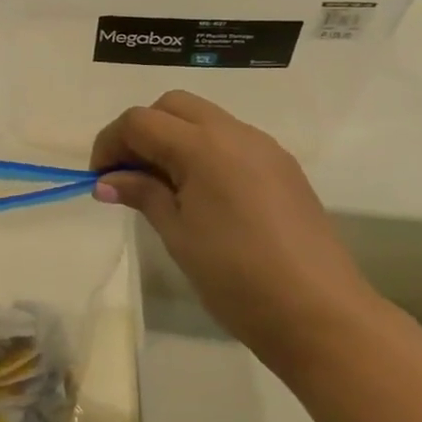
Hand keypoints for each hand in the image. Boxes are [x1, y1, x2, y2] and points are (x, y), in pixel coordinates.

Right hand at [90, 91, 374, 364]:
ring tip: (163, 186)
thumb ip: (143, 194)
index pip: (140, 121)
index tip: (100, 178)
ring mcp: (264, 148)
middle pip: (173, 106)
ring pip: (204, 118)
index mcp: (203, 147)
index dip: (110, 142)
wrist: (321, 315)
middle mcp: (235, 133)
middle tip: (129, 174)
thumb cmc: (237, 278)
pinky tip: (201, 193)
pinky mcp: (283, 167)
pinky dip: (204, 150)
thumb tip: (107, 181)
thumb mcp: (178, 235)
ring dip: (174, 138)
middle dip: (142, 130)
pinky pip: (232, 140)